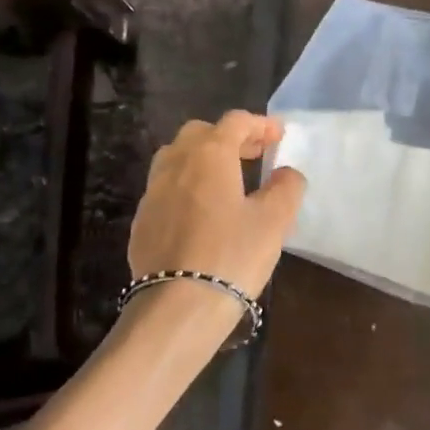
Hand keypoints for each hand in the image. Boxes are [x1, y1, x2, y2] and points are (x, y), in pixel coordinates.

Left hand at [128, 112, 306, 296]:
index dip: (260, 124)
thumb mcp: (274, 221)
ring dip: (203, 159)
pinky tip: (203, 213)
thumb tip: (285, 174)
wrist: (178, 307)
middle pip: (200, 133)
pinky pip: (167, 189)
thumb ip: (286, 188)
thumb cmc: (232, 255)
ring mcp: (153, 192)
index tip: (279, 135)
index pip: (235, 122)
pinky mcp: (142, 221)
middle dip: (229, 137)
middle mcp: (175, 164)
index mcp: (209, 155)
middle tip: (254, 155)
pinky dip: (187, 186)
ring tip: (227, 181)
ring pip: (177, 158)